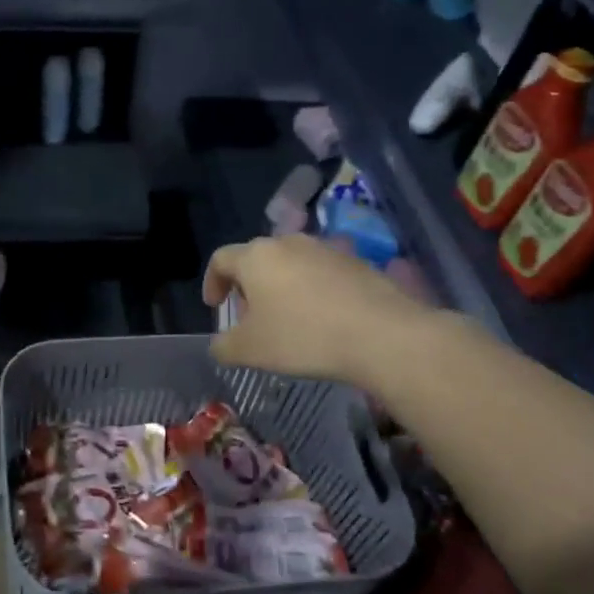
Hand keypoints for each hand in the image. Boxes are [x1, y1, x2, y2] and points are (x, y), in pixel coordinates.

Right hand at [204, 235, 432, 384]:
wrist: (382, 334)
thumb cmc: (303, 337)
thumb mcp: (250, 351)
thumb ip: (224, 346)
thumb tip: (219, 345)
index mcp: (256, 257)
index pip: (221, 259)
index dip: (212, 282)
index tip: (216, 308)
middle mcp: (288, 242)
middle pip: (257, 259)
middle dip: (248, 288)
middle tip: (252, 320)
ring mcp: (325, 249)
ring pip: (290, 264)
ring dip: (281, 288)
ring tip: (288, 321)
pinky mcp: (356, 261)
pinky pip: (321, 273)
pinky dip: (311, 291)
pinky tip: (323, 320)